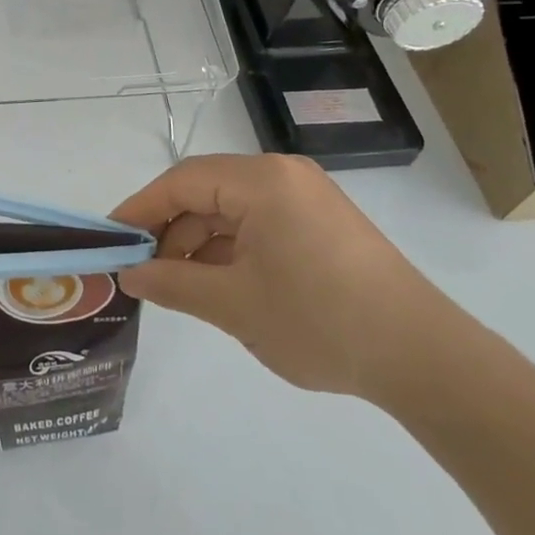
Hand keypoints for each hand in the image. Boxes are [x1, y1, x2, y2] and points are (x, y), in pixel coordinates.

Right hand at [112, 153, 447, 401]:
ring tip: (177, 287)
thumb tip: (129, 274)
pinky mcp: (321, 224)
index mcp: (262, 181)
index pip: (182, 182)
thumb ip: (173, 284)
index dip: (141, 209)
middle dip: (170, 230)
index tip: (110, 238)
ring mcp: (306, 199)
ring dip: (200, 244)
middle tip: (142, 270)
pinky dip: (232, 251)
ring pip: (232, 211)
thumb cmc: (320, 321)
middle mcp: (283, 176)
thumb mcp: (235, 305)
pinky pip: (259, 225)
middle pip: (206, 192)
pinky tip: (218, 285)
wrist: (424, 359)